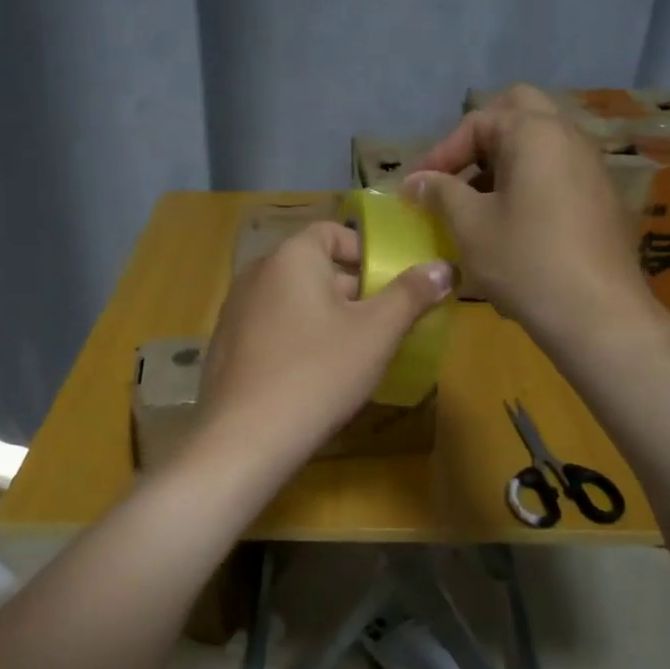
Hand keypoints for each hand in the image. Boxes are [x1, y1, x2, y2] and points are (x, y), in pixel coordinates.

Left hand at [195, 222, 453, 476]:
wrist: (245, 437)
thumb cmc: (318, 372)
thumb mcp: (376, 332)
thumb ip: (411, 294)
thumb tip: (443, 267)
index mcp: (291, 256)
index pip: (332, 232)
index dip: (366, 252)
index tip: (390, 284)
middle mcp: (256, 273)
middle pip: (313, 266)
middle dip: (352, 290)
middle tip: (382, 324)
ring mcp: (235, 310)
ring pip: (293, 299)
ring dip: (325, 316)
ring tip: (352, 352)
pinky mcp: (226, 345)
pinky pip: (271, 327)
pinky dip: (296, 337)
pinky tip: (313, 374)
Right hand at [405, 84, 669, 358]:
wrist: (598, 314)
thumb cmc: (525, 261)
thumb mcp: (470, 226)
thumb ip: (440, 193)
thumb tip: (415, 180)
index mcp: (535, 133)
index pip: (478, 122)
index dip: (440, 152)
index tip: (416, 188)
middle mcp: (569, 137)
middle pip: (518, 112)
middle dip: (480, 139)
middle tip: (455, 174)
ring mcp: (592, 166)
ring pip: (540, 143)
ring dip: (504, 162)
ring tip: (475, 203)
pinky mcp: (601, 197)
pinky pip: (557, 171)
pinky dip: (528, 182)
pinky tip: (510, 224)